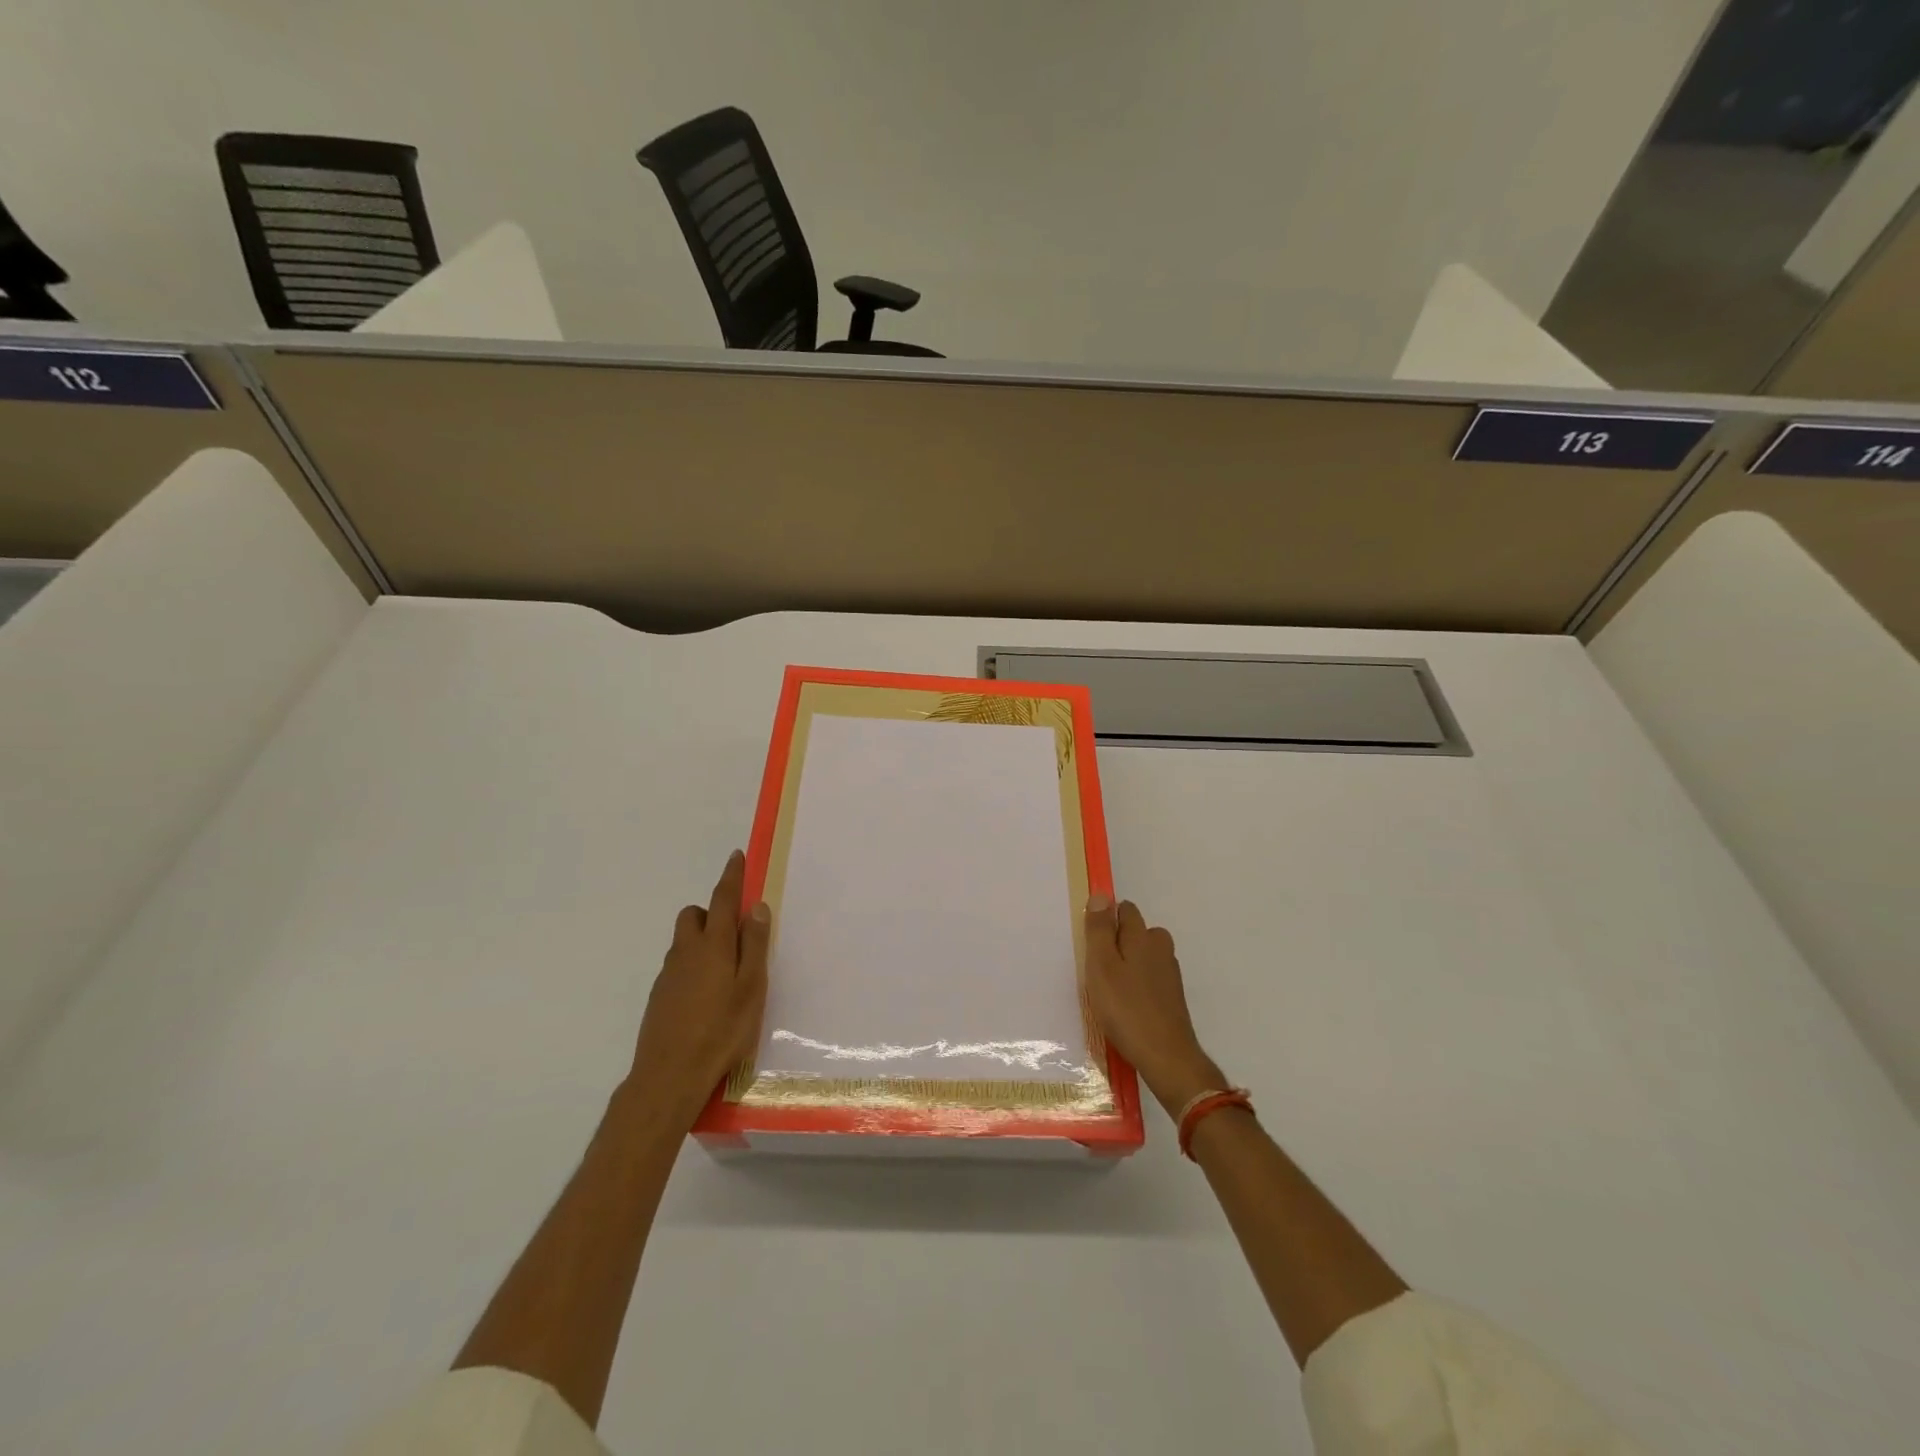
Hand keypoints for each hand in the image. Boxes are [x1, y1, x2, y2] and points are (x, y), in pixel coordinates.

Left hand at [630, 850, 769, 1121]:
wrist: (668, 1076)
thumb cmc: (721, 1031)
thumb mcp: (751, 988)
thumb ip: (755, 946)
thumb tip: (756, 907)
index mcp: (714, 945)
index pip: (723, 899)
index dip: (731, 877)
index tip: (736, 857)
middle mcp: (686, 952)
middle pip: (694, 916)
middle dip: (712, 912)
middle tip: (735, 934)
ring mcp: (668, 974)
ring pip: (684, 942)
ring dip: (702, 940)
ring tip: (725, 972)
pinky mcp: (659, 996)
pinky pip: (678, 966)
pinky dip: (692, 966)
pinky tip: (706, 997)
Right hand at [1084, 895, 1224, 1116]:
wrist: (1166, 1056)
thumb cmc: (1126, 1008)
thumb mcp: (1101, 966)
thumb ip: (1099, 930)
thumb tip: (1101, 895)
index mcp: (1143, 936)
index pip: (1125, 910)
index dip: (1106, 919)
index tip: (1090, 941)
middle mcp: (1161, 948)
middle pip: (1136, 932)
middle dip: (1117, 942)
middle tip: (1095, 968)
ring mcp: (1170, 973)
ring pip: (1143, 956)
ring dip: (1127, 965)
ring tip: (1107, 989)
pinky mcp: (1172, 996)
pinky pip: (1149, 978)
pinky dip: (1136, 985)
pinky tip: (1124, 1005)